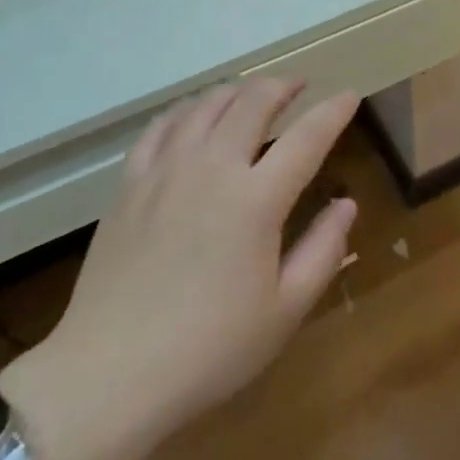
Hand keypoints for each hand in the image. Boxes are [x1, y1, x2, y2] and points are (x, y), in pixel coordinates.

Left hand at [0, 79, 358, 459]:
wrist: (109, 374)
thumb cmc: (209, 350)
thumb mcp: (284, 311)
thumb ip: (323, 250)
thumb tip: (346, 203)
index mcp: (256, 199)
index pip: (307, 137)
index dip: (333, 111)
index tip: (350, 95)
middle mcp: (213, 167)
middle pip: (253, 103)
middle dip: (283, 85)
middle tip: (299, 86)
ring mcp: (166, 169)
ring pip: (206, 104)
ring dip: (238, 91)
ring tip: (253, 95)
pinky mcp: (131, 182)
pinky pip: (161, 125)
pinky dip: (187, 109)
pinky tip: (194, 115)